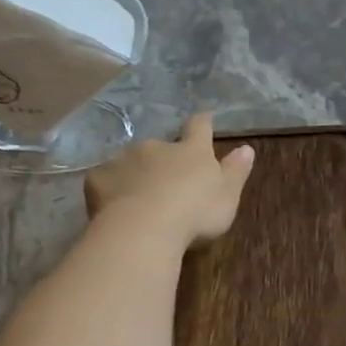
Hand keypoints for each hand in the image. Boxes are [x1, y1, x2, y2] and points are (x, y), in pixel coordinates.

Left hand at [83, 113, 253, 246]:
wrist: (144, 228)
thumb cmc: (195, 213)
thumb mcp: (227, 196)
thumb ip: (236, 171)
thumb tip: (247, 148)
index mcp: (192, 151)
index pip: (199, 128)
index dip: (203, 122)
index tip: (204, 117)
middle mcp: (158, 146)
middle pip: (162, 146)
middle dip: (164, 159)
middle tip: (166, 182)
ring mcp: (125, 159)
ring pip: (132, 162)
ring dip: (137, 173)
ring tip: (139, 199)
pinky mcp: (99, 177)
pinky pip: (106, 179)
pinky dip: (111, 189)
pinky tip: (114, 207)